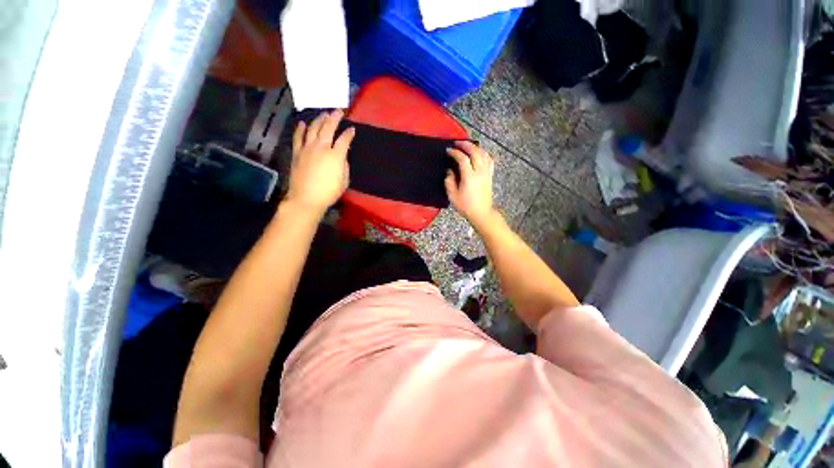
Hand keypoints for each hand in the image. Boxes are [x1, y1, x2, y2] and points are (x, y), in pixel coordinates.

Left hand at [286, 110, 355, 214]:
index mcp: (335, 156)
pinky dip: (300, 129)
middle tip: (338, 111)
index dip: (349, 133)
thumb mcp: (344, 181)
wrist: (306, 199)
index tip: (352, 129)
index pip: (344, 139)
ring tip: (324, 114)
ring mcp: (307, 148)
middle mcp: (321, 147)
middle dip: (334, 118)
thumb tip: (341, 157)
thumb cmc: (329, 193)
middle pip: (328, 128)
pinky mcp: (297, 152)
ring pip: (313, 128)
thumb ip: (344, 166)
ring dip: (319, 119)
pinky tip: (302, 123)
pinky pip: (298, 137)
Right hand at [445, 141, 495, 226]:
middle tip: (457, 143)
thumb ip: (449, 181)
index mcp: (469, 177)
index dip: (455, 152)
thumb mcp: (453, 195)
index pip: (462, 159)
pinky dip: (484, 154)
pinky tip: (480, 153)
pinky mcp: (490, 176)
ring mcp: (486, 173)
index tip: (448, 150)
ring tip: (468, 146)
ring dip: (475, 147)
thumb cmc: (466, 206)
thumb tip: (449, 171)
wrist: (481, 213)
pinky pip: (489, 160)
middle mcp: (479, 172)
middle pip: (475, 152)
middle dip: (466, 145)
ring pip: (483, 154)